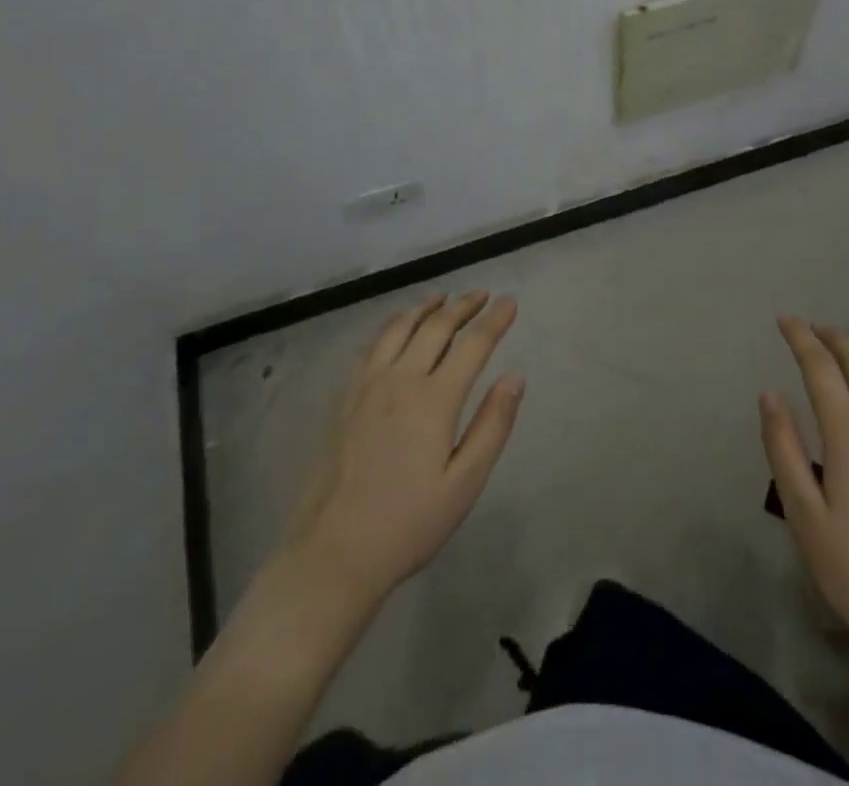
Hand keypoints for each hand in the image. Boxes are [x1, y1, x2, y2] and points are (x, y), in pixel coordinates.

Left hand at [278, 292, 524, 607]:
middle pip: (436, 327)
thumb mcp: (464, 484)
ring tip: (442, 297)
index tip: (510, 301)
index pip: (473, 345)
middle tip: (482, 294)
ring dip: (425, 308)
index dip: (494, 320)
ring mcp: (367, 385)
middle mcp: (401, 379)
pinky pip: (371, 345)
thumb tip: (515, 377)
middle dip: (463, 306)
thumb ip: (492, 425)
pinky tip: (397, 328)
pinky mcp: (344, 397)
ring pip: (400, 328)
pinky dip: (392, 325)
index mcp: (434, 399)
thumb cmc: (408, 524)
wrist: (333, 553)